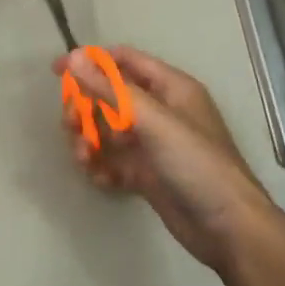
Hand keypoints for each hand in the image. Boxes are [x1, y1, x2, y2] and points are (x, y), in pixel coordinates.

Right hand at [53, 45, 278, 278]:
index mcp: (170, 88)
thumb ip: (110, 89)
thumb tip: (72, 57)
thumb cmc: (196, 164)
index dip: (90, 62)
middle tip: (71, 126)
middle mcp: (160, 111)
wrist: (228, 228)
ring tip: (85, 159)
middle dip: (85, 109)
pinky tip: (102, 179)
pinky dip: (102, 167)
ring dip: (89, 141)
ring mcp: (152, 144)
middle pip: (108, 97)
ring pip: (106, 130)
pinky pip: (113, 161)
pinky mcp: (146, 174)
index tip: (56, 72)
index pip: (124, 61)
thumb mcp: (153, 121)